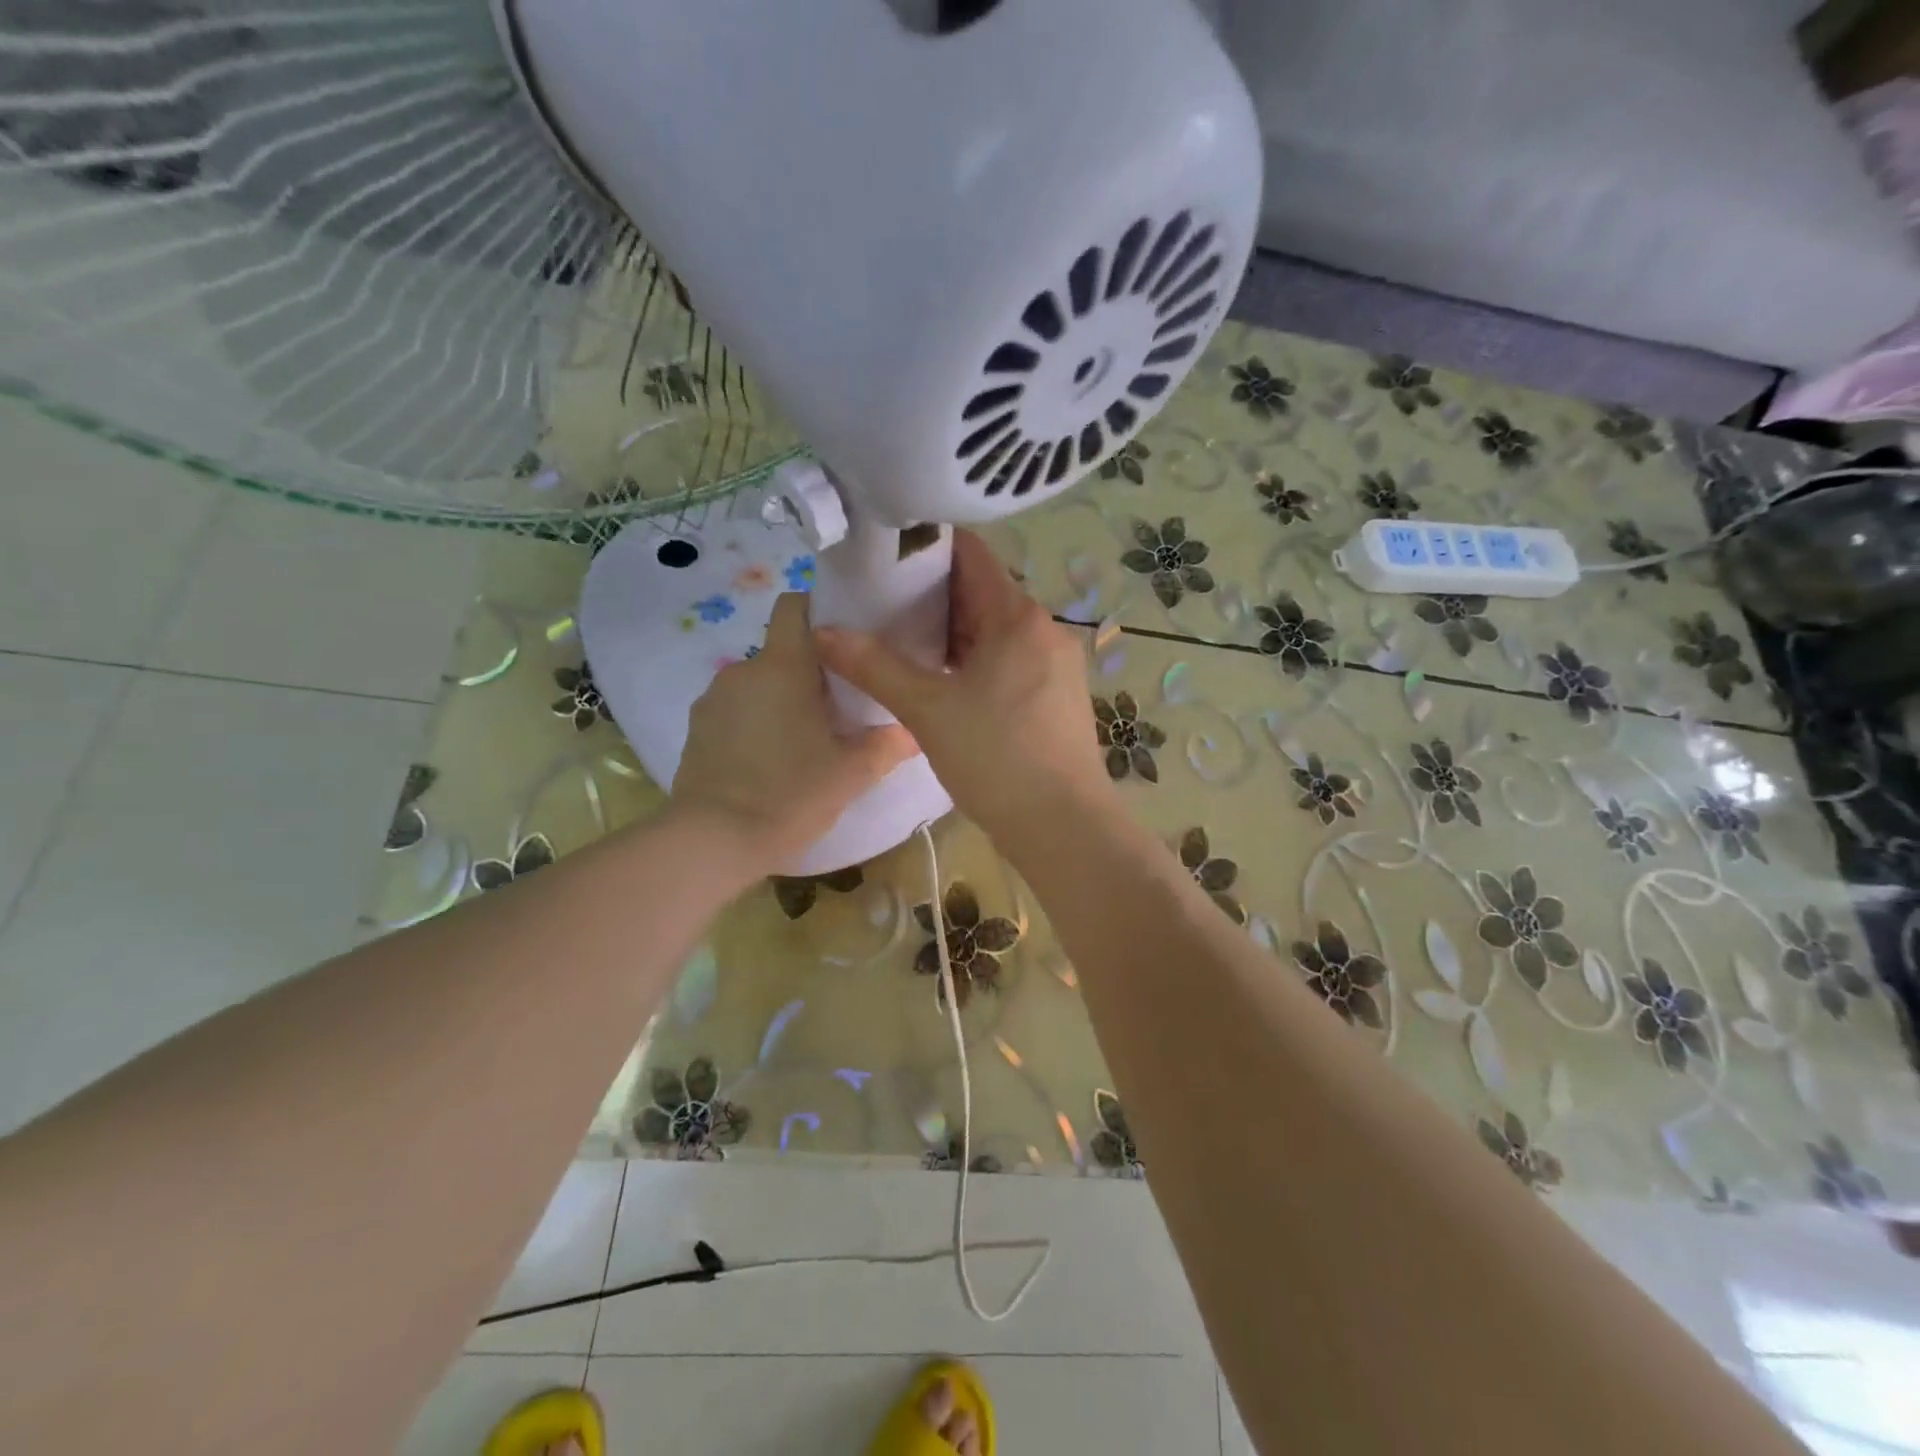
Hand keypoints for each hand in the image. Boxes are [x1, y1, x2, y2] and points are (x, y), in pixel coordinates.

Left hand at [671, 592, 915, 875]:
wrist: (712, 841)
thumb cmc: (790, 795)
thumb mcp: (852, 773)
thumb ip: (887, 745)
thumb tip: (913, 730)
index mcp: (784, 666)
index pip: (795, 605)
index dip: (820, 610)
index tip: (845, 640)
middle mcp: (744, 670)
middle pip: (783, 652)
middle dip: (809, 672)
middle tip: (839, 709)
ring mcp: (713, 700)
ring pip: (759, 684)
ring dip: (780, 700)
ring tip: (802, 742)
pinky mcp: (696, 730)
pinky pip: (735, 711)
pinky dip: (754, 724)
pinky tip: (768, 762)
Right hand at [814, 529, 1114, 847]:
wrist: (1064, 828)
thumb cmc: (997, 758)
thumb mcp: (928, 710)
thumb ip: (874, 666)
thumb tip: (823, 631)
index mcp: (1019, 617)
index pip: (972, 555)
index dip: (927, 546)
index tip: (884, 551)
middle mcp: (1044, 631)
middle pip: (982, 594)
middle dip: (931, 595)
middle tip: (878, 600)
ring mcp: (1054, 666)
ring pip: (994, 633)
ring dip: (950, 633)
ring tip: (899, 639)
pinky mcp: (1055, 698)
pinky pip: (1007, 662)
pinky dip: (972, 661)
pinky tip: (939, 680)